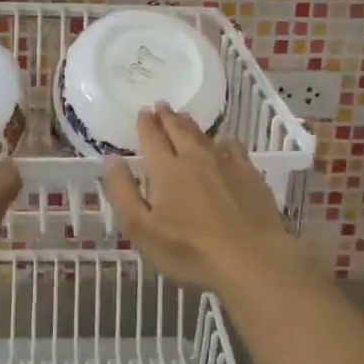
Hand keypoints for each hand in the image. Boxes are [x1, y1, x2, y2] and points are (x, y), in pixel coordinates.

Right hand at [101, 104, 304, 292]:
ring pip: (204, 136)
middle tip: (161, 105)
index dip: (146, 123)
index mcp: (166, 169)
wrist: (251, 258)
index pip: (152, 138)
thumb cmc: (190, 250)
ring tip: (184, 117)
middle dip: (167, 116)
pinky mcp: (250, 175)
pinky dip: (224, 142)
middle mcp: (194, 158)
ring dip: (191, 125)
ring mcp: (225, 164)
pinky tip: (225, 144)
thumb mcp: (142, 229)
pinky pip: (234, 148)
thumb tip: (111, 159)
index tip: (143, 111)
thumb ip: (123, 192)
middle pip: (178, 130)